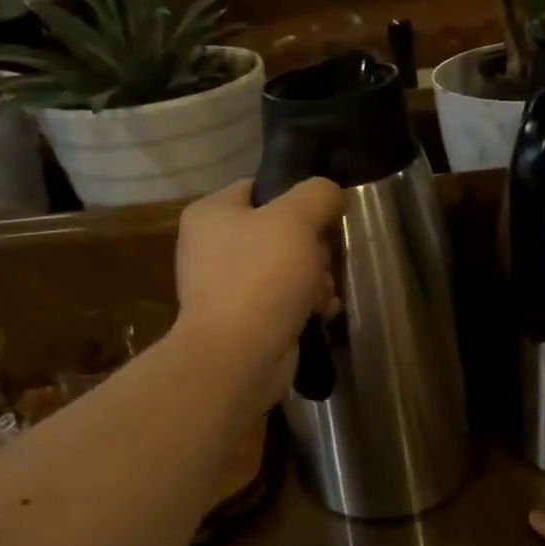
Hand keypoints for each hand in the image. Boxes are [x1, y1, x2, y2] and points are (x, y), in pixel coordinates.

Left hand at [174, 177, 343, 406]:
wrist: (238, 357)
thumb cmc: (261, 277)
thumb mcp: (296, 219)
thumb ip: (318, 194)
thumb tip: (332, 194)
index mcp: (212, 213)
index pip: (261, 188)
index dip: (298, 198)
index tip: (326, 216)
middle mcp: (213, 246)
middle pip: (282, 230)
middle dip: (314, 248)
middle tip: (324, 262)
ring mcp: (228, 285)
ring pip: (289, 266)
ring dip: (316, 278)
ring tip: (323, 295)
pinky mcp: (245, 318)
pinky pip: (285, 299)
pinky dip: (307, 304)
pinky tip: (322, 313)